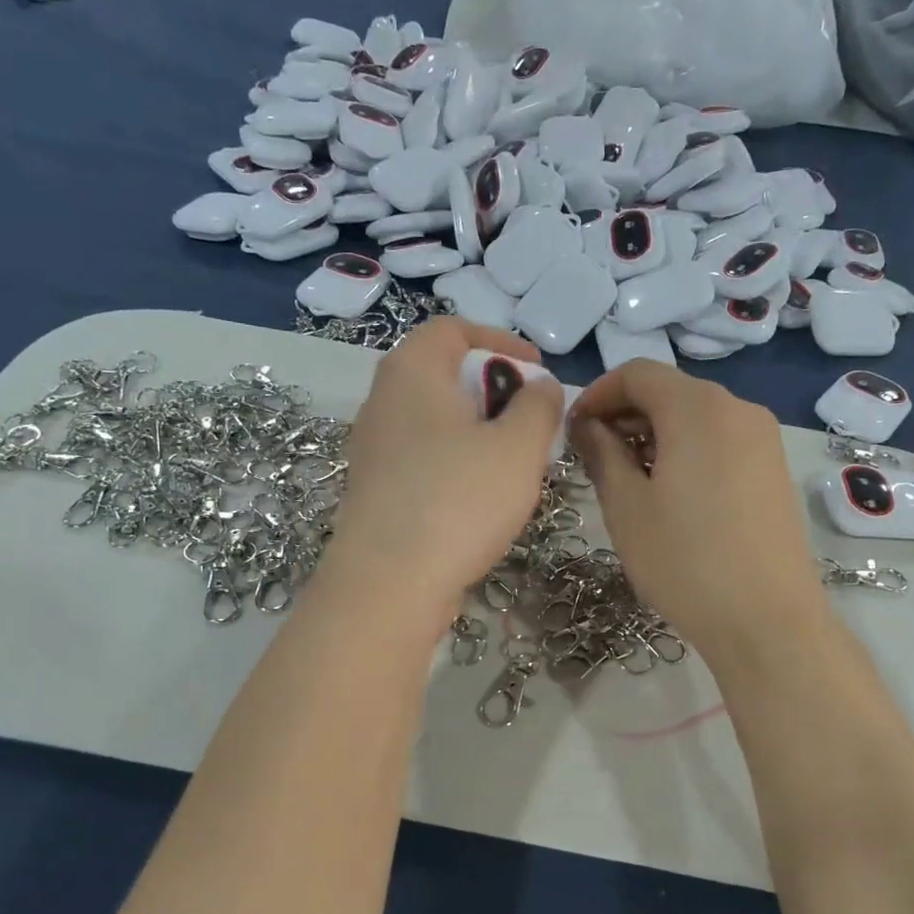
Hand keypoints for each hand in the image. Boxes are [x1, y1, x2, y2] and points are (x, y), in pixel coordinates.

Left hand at [323, 317, 561, 632]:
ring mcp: (374, 450)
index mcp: (412, 372)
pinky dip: (457, 464)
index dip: (501, 342)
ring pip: (436, 423)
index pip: (453, 330)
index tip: (537, 371)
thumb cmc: (458, 501)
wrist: (389, 584)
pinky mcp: (376, 491)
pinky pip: (424, 460)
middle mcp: (383, 402)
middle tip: (531, 422)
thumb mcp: (519, 447)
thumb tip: (539, 387)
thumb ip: (539, 406)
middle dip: (495, 392)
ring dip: (479, 433)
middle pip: (444, 376)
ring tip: (514, 464)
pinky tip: (481, 499)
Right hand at [570, 360, 827, 663]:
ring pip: (696, 416)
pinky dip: (686, 450)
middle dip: (625, 414)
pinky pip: (720, 440)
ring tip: (629, 480)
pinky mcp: (774, 469)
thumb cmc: (684, 561)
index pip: (637, 373)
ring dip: (654, 434)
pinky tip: (671, 494)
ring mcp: (763, 438)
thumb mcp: (626, 506)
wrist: (767, 619)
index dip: (597, 393)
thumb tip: (588, 425)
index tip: (573, 431)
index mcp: (697, 408)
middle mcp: (737, 409)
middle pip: (669, 391)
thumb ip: (602, 453)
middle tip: (594, 458)